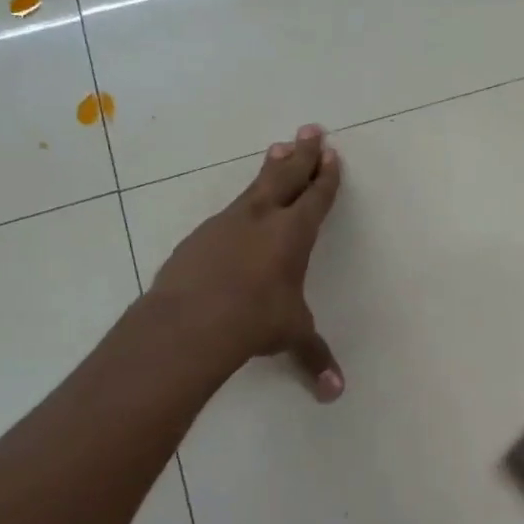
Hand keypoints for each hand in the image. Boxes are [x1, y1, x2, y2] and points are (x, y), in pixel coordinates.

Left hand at [151, 123, 344, 399]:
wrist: (189, 324)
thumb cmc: (254, 322)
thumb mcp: (291, 336)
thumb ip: (314, 357)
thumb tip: (335, 394)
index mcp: (293, 234)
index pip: (316, 198)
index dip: (326, 177)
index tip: (332, 155)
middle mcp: (261, 219)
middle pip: (286, 176)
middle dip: (303, 154)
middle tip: (311, 129)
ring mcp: (225, 224)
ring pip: (254, 187)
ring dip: (271, 168)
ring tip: (278, 148)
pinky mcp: (198, 238)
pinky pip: (227, 212)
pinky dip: (241, 203)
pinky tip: (239, 209)